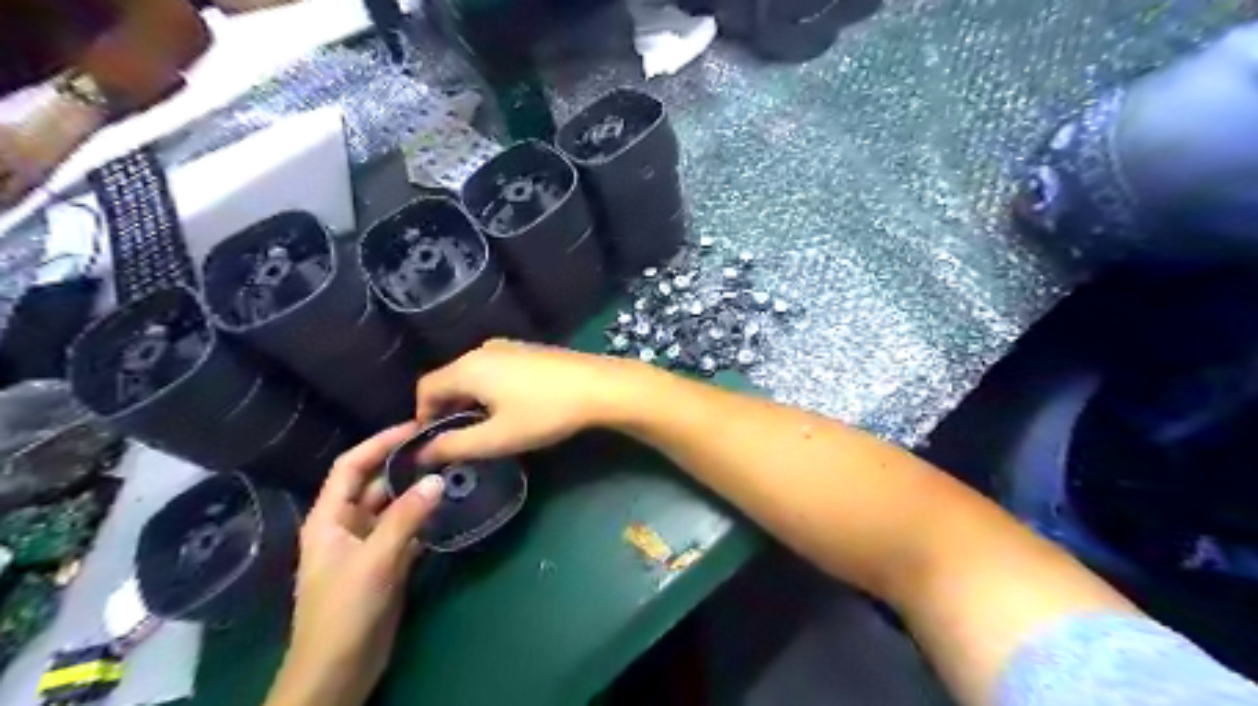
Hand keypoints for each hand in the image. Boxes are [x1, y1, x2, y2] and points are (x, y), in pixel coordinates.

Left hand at [261, 425, 440, 705]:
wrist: (339, 670)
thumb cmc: (344, 612)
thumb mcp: (374, 561)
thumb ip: (405, 518)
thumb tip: (436, 479)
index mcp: (329, 518)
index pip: (351, 466)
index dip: (378, 443)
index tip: (414, 426)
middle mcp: (347, 525)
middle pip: (376, 483)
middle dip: (404, 464)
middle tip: (442, 446)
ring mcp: (368, 544)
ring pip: (394, 506)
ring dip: (418, 491)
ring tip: (451, 470)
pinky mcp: (387, 563)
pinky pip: (407, 530)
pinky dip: (425, 517)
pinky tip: (449, 507)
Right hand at [417, 339, 648, 466]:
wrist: (599, 387)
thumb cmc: (545, 413)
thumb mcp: (497, 438)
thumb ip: (455, 445)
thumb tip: (421, 453)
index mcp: (468, 367)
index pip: (426, 388)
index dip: (422, 417)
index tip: (435, 443)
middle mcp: (482, 350)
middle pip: (449, 379)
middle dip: (447, 409)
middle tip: (461, 440)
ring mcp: (508, 346)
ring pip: (473, 374)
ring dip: (470, 400)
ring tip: (486, 427)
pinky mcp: (528, 350)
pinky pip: (494, 369)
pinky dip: (489, 389)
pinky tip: (511, 408)